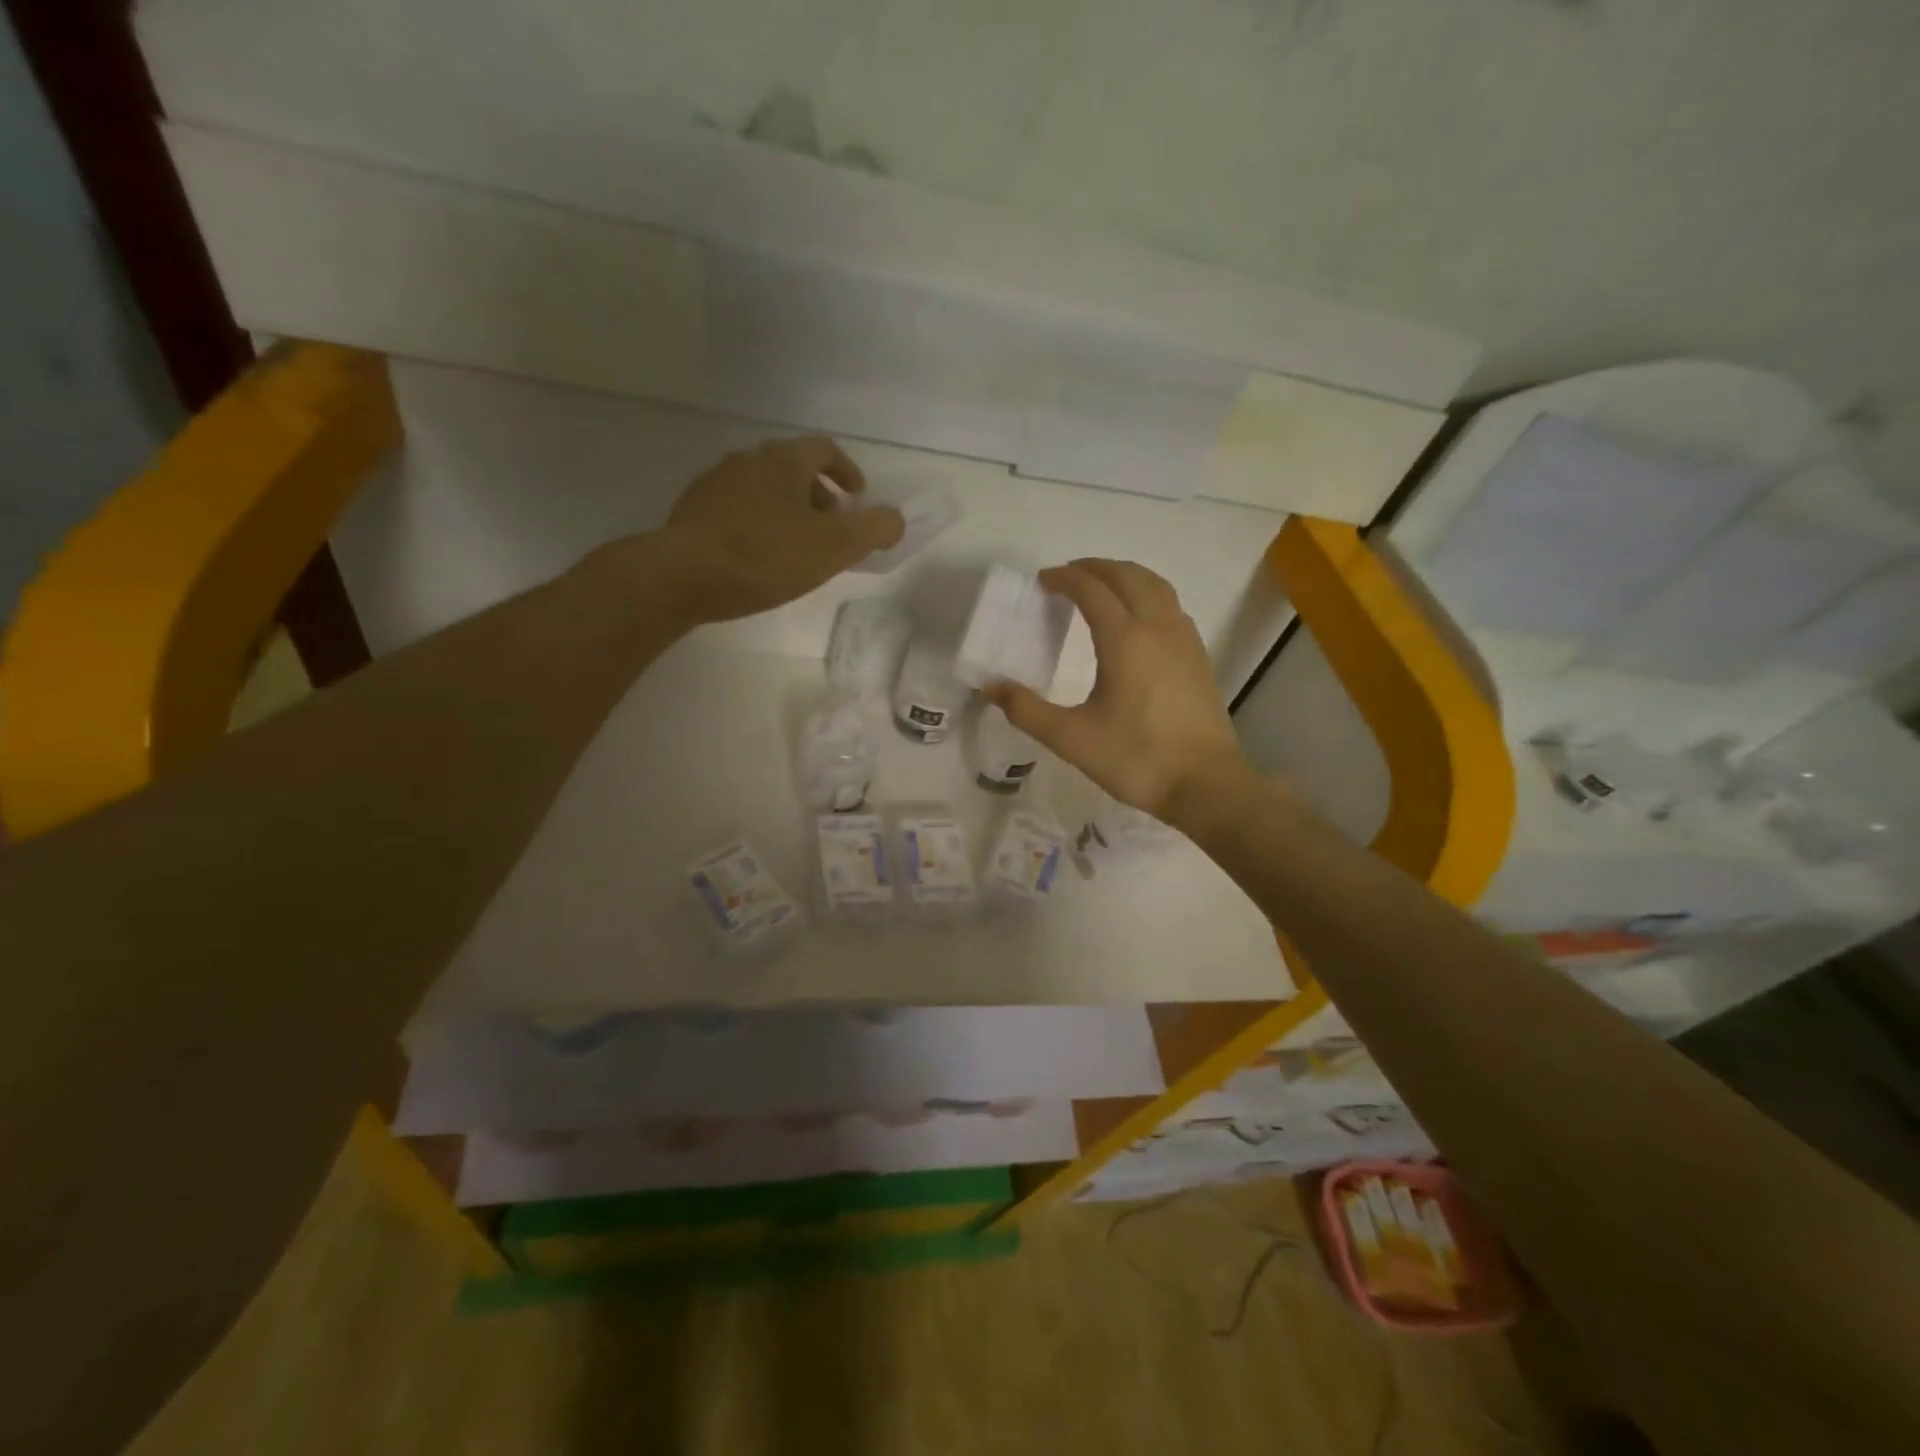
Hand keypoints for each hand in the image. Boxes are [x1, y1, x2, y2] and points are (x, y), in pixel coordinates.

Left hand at [661, 436, 903, 622]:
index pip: (825, 450)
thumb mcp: (834, 546)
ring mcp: (716, 483)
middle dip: (818, 496)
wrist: (683, 575)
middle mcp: (749, 459)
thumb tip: (895, 519)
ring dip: (787, 510)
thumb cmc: (766, 556)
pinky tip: (758, 556)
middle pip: (793, 468)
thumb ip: (873, 529)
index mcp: (785, 460)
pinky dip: (758, 523)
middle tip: (830, 530)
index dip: (847, 472)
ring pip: (764, 489)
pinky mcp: (693, 510)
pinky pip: (738, 508)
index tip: (857, 499)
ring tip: (795, 548)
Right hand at [983, 559, 1249, 822]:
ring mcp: (1184, 639)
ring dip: (1124, 576)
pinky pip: (1171, 606)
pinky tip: (1138, 620)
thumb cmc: (1136, 759)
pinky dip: (1147, 595)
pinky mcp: (1198, 656)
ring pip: (1155, 585)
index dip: (1064, 578)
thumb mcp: (1071, 739)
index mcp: (1124, 639)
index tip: (1042, 582)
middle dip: (1094, 568)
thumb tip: (989, 687)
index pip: (1091, 589)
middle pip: (1126, 576)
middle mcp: (1158, 627)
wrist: (1205, 784)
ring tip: (1100, 587)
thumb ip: (1027, 710)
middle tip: (1066, 577)